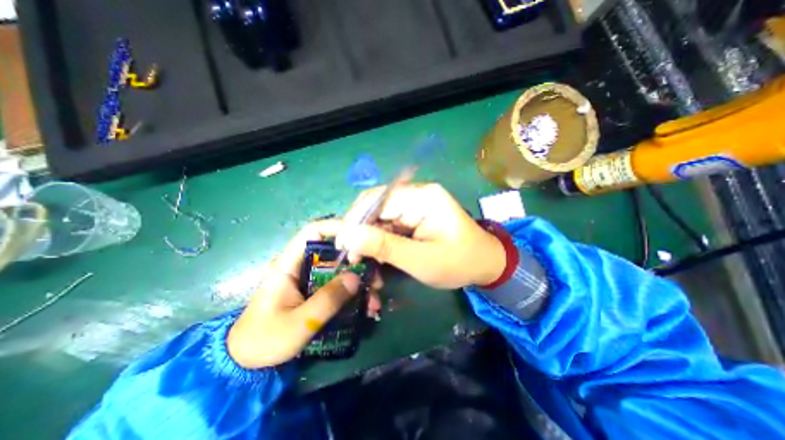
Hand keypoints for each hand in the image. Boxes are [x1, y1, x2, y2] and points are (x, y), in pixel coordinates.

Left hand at [226, 220, 382, 366]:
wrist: (246, 363)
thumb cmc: (265, 340)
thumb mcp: (298, 322)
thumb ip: (327, 299)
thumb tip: (356, 277)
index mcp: (289, 264)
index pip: (313, 232)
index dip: (337, 227)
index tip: (362, 237)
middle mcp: (302, 266)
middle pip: (334, 252)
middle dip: (358, 262)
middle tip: (375, 278)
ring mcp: (310, 279)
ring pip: (340, 270)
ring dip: (359, 281)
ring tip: (374, 300)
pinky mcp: (315, 292)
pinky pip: (338, 286)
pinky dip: (354, 294)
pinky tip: (366, 309)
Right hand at [336, 184, 505, 290]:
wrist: (485, 263)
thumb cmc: (459, 263)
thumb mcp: (421, 260)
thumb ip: (385, 246)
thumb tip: (349, 236)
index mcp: (423, 197)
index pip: (378, 200)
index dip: (355, 221)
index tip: (343, 246)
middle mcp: (417, 193)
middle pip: (376, 205)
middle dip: (360, 229)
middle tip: (351, 255)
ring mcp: (415, 203)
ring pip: (379, 214)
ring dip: (368, 236)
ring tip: (362, 258)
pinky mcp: (414, 214)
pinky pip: (388, 222)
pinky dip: (378, 238)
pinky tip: (377, 254)